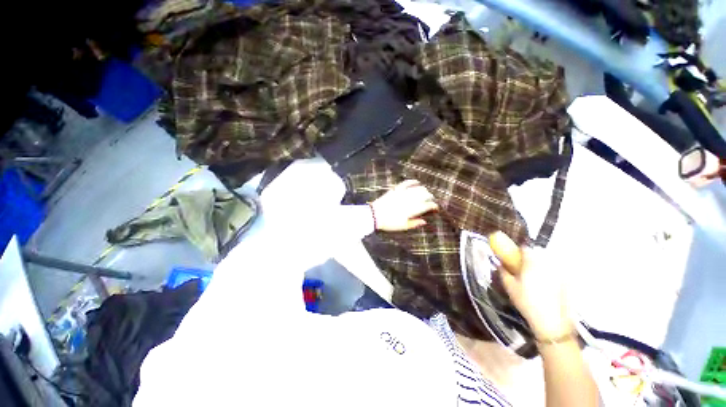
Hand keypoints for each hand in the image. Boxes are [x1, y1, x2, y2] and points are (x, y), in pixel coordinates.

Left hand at [370, 180, 438, 231]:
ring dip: (423, 189)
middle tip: (431, 199)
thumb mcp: (403, 226)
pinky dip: (412, 181)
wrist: (375, 215)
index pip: (426, 206)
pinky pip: (406, 183)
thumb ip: (415, 223)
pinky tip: (416, 182)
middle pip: (424, 195)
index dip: (433, 206)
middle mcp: (409, 200)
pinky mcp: (396, 190)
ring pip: (417, 188)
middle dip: (430, 196)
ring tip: (426, 191)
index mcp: (412, 210)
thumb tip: (425, 221)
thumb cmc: (389, 223)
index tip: (435, 207)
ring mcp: (402, 194)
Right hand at [488, 232, 571, 340]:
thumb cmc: (527, 302)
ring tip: (535, 278)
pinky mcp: (567, 282)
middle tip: (524, 268)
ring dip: (541, 266)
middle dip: (530, 258)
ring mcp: (559, 272)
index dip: (519, 250)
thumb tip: (500, 264)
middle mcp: (547, 264)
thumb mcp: (509, 287)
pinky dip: (551, 275)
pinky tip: (547, 287)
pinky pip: (557, 272)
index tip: (515, 257)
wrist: (552, 322)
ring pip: (548, 263)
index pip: (525, 248)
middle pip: (538, 254)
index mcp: (532, 263)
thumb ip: (503, 272)